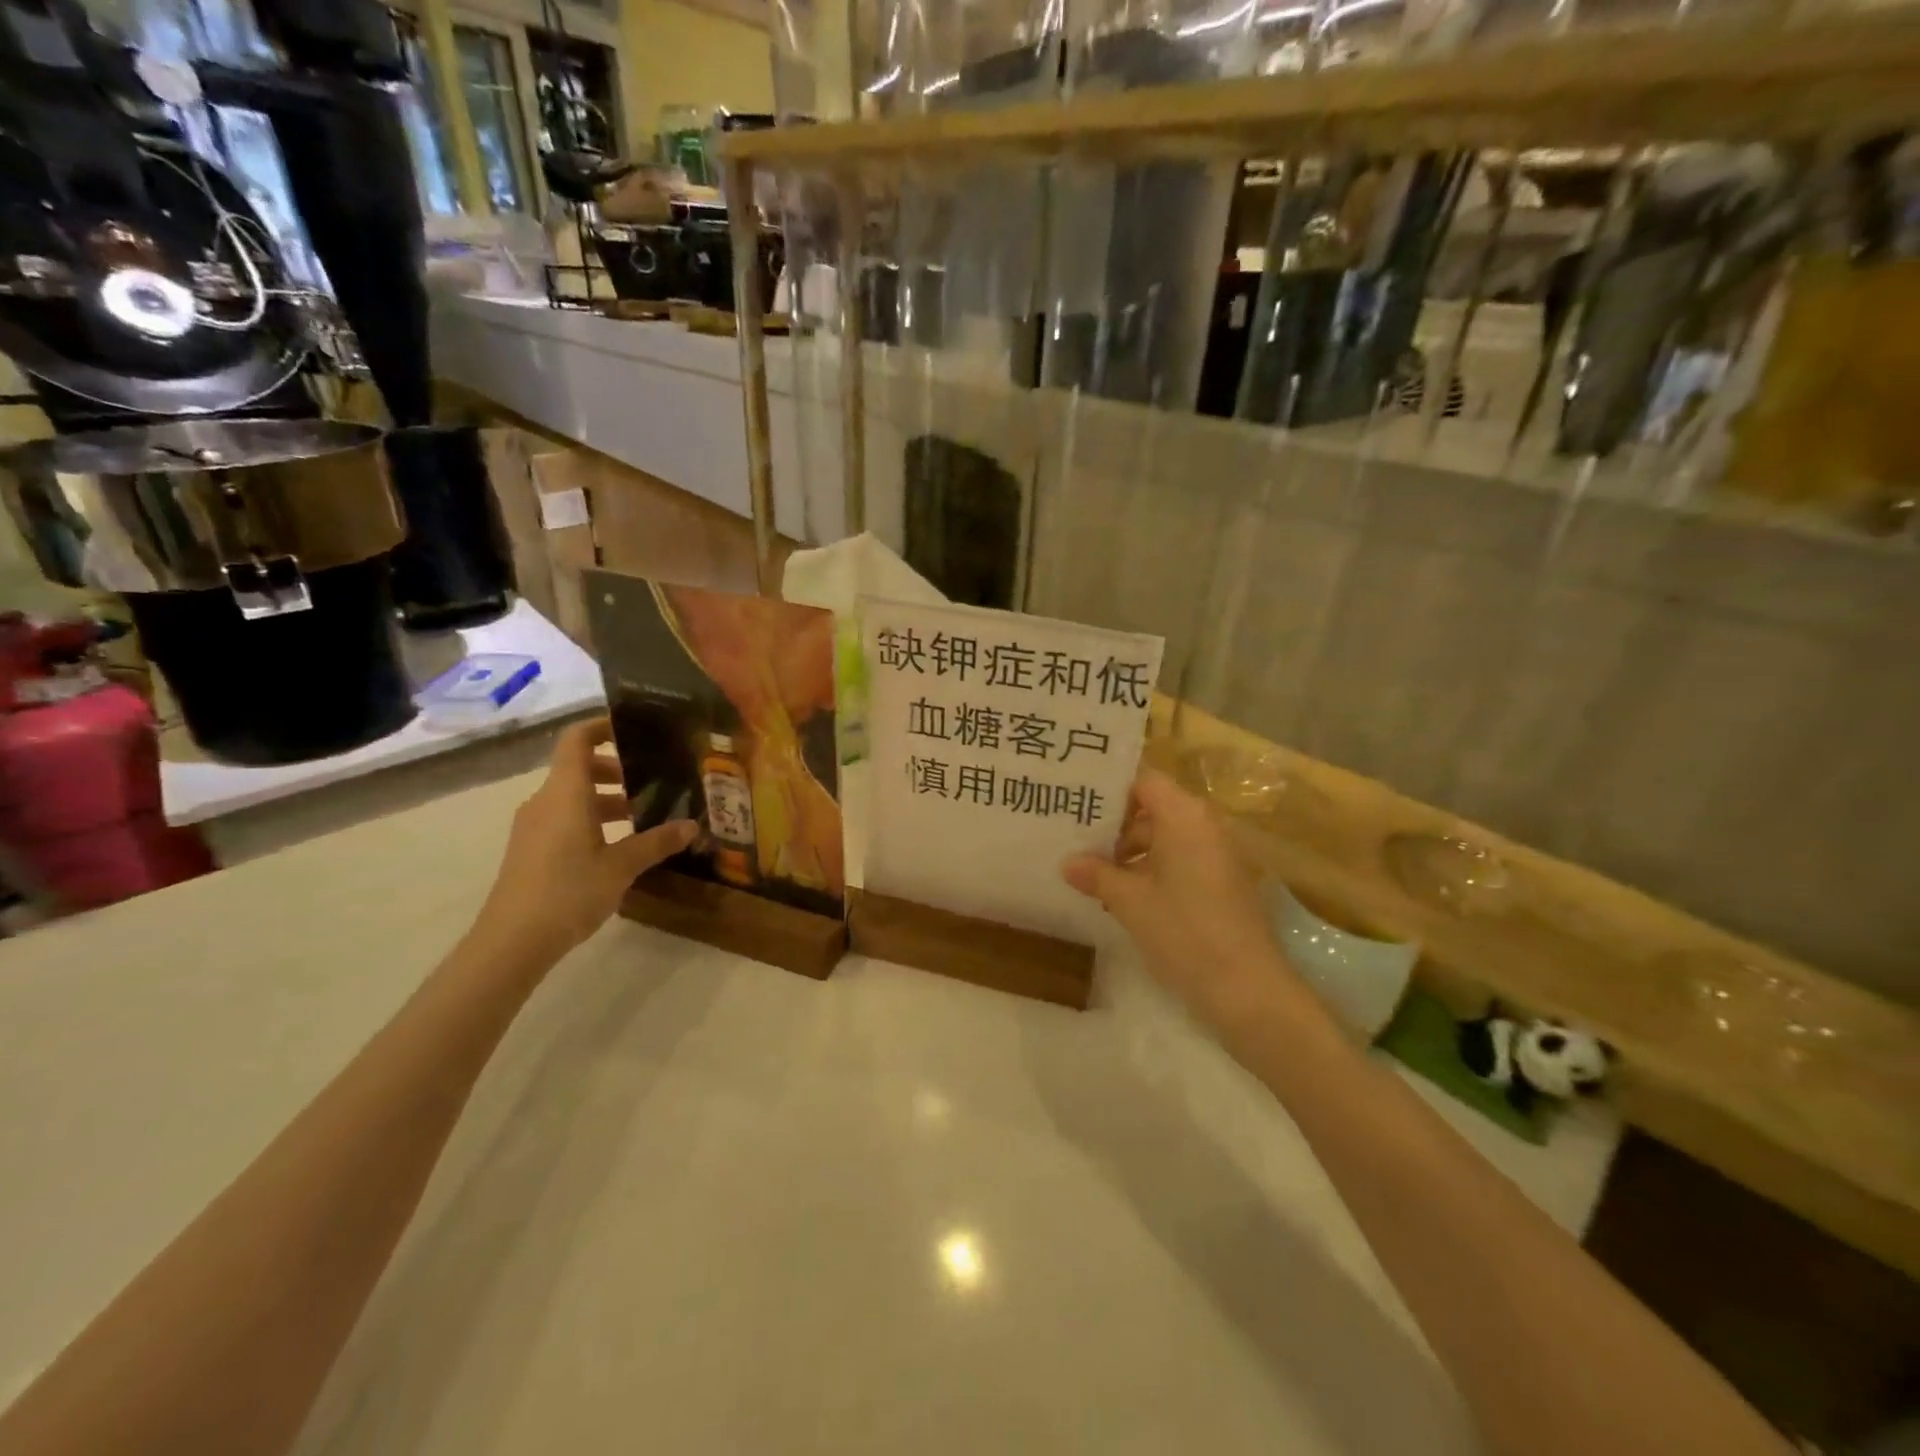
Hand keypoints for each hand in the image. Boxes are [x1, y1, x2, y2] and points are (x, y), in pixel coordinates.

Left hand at [474, 717, 696, 963]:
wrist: (512, 941)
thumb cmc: (569, 891)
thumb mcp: (622, 866)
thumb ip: (657, 842)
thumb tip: (692, 826)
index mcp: (566, 793)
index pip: (577, 739)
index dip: (603, 726)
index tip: (636, 729)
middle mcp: (546, 801)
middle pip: (579, 767)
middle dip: (618, 769)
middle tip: (656, 780)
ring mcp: (534, 826)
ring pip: (574, 796)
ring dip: (608, 798)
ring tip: (646, 814)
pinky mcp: (531, 849)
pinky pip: (565, 818)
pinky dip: (593, 818)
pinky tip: (620, 844)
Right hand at [1063, 769, 1303, 1030]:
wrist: (1248, 990)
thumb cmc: (1184, 931)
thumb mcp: (1130, 901)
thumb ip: (1096, 874)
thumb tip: (1068, 862)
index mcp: (1185, 816)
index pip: (1144, 782)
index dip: (1111, 790)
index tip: (1078, 804)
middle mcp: (1206, 826)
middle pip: (1154, 810)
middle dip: (1115, 827)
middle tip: (1075, 842)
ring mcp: (1219, 856)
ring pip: (1166, 839)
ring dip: (1131, 854)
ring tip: (1092, 875)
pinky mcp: (1224, 884)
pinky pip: (1182, 862)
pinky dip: (1153, 872)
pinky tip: (1123, 897)